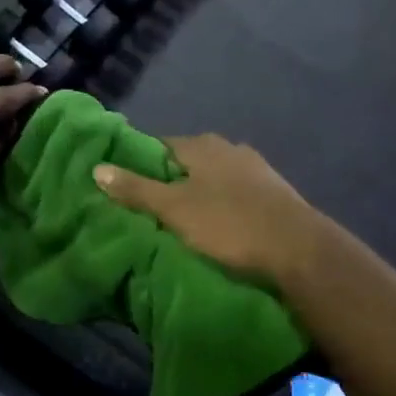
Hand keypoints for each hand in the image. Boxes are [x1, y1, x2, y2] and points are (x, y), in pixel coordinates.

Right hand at [93, 134, 325, 284]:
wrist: (299, 249)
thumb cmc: (229, 224)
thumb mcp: (174, 209)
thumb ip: (136, 189)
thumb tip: (97, 168)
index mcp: (203, 145)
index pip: (160, 145)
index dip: (139, 164)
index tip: (125, 187)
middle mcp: (230, 148)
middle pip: (188, 161)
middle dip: (169, 181)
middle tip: (150, 209)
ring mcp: (256, 169)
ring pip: (213, 178)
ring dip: (198, 194)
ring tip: (180, 222)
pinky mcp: (273, 193)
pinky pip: (234, 194)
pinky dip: (221, 206)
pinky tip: (217, 226)